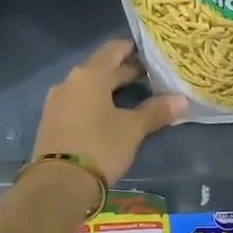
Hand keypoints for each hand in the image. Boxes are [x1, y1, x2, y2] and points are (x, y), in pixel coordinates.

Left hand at [32, 39, 185, 184]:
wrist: (58, 184)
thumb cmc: (100, 147)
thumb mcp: (132, 129)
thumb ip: (156, 111)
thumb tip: (181, 100)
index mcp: (90, 75)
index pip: (113, 49)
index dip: (133, 49)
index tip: (152, 54)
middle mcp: (70, 82)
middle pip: (101, 69)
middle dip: (125, 72)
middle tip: (151, 77)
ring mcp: (57, 102)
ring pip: (88, 87)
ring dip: (109, 90)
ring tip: (134, 97)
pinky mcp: (51, 122)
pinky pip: (78, 103)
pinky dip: (95, 104)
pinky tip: (109, 116)